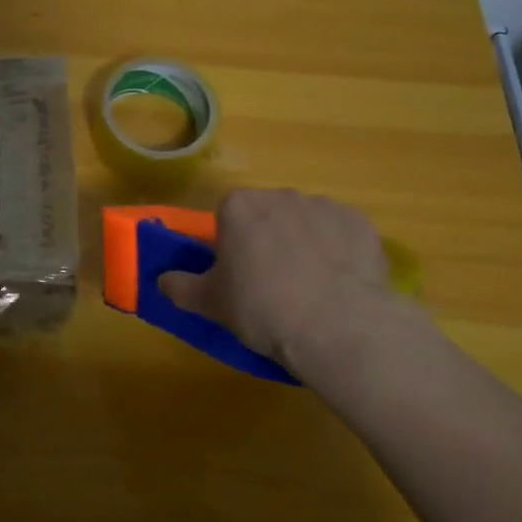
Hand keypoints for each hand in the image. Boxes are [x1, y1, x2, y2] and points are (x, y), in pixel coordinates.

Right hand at [158, 189, 427, 399]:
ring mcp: (324, 206)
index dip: (230, 245)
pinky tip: (339, 284)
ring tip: (310, 288)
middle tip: (271, 283)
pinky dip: (337, 252)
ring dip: (303, 243)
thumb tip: (160, 280)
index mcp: (239, 206)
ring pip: (305, 222)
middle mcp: (280, 195)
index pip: (226, 216)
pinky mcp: (360, 223)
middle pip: (266, 215)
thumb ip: (182, 287)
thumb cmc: (262, 308)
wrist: (338, 326)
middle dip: (267, 240)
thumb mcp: (211, 304)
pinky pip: (340, 234)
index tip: (237, 274)